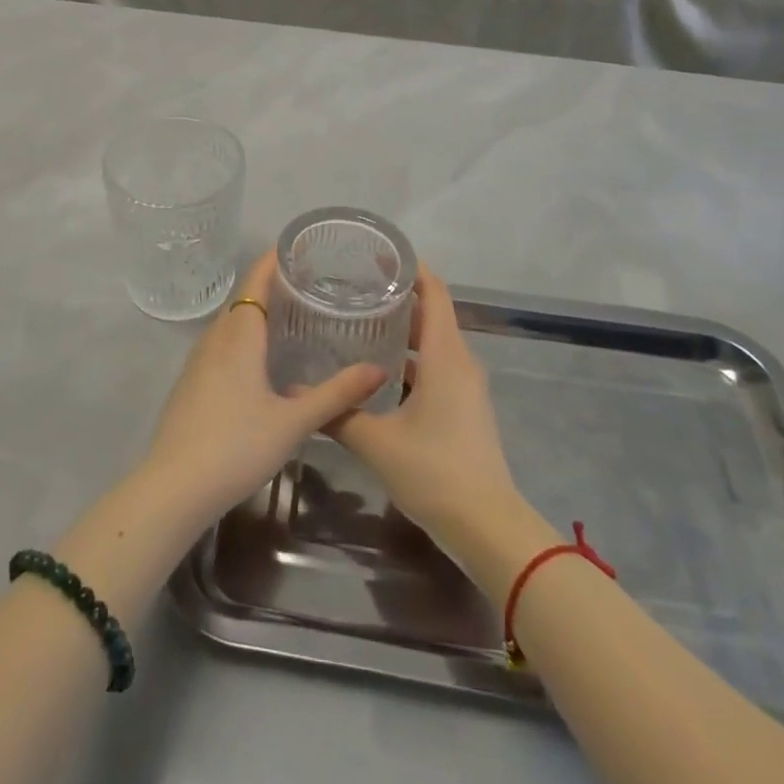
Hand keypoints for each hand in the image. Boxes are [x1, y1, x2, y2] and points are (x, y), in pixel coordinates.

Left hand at [143, 250, 386, 530]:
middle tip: (313, 283)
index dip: (276, 259)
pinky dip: (245, 336)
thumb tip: (379, 369)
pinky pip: (222, 343)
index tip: (303, 247)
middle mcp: (215, 337)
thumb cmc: (236, 445)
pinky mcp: (192, 382)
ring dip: (258, 311)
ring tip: (294, 315)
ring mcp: (198, 360)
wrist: (173, 487)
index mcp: (239, 334)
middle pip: (245, 297)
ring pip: (232, 322)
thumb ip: (337, 394)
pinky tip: (263, 358)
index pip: (256, 279)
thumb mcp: (293, 421)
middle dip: (274, 284)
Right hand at [325, 267, 521, 547]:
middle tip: (354, 291)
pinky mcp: (464, 408)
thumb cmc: (435, 472)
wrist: (488, 527)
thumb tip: (295, 390)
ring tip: (359, 325)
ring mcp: (466, 387)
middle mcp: (460, 362)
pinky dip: (410, 361)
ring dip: (402, 332)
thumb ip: (337, 413)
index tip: (378, 255)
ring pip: (433, 344)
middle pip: (431, 315)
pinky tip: (377, 373)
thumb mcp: (378, 443)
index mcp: (445, 356)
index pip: (435, 293)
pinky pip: (437, 368)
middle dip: (397, 299)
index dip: (412, 269)